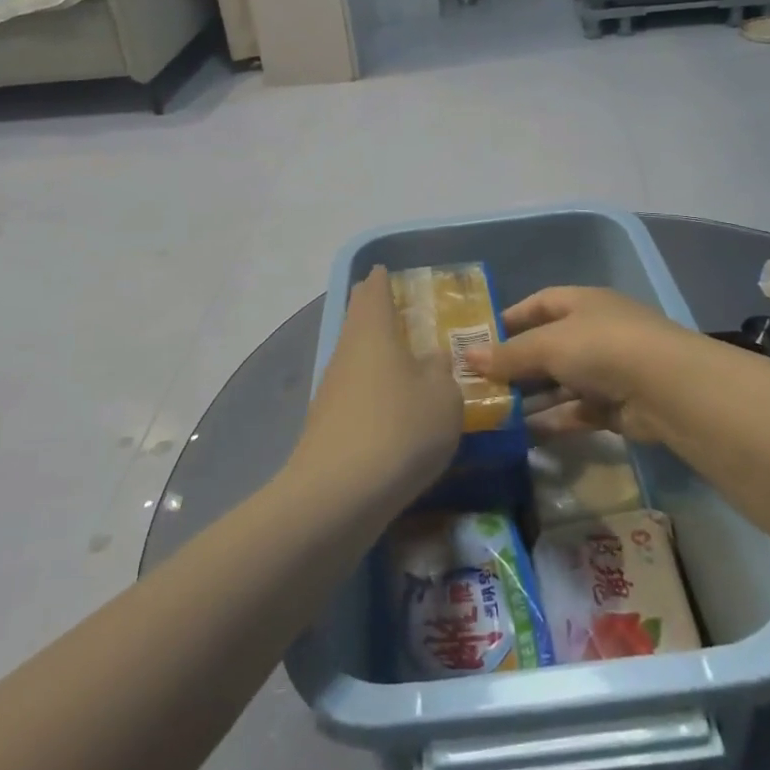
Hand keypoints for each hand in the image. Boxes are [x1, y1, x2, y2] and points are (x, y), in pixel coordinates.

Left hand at [289, 267, 464, 505]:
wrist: (339, 496)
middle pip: (358, 321)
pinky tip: (391, 410)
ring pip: (355, 358)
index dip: (382, 279)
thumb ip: (442, 370)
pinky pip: (354, 393)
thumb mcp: (444, 396)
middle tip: (401, 312)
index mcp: (373, 330)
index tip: (388, 272)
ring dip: (375, 355)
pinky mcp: (326, 426)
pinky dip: (372, 390)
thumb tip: (430, 360)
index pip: (373, 290)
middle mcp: (346, 351)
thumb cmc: (400, 428)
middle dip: (375, 313)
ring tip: (404, 363)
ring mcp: (331, 389)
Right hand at [466, 287, 705, 442]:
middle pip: (548, 346)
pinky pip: (577, 411)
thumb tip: (466, 357)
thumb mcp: (548, 345)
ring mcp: (608, 369)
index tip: (479, 340)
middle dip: (516, 365)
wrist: (667, 388)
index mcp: (582, 303)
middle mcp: (595, 331)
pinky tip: (525, 434)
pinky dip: (554, 420)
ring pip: (561, 382)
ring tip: (494, 414)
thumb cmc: (601, 347)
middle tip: (480, 384)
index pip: (539, 304)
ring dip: (532, 397)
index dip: (510, 320)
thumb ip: (508, 355)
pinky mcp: (617, 406)